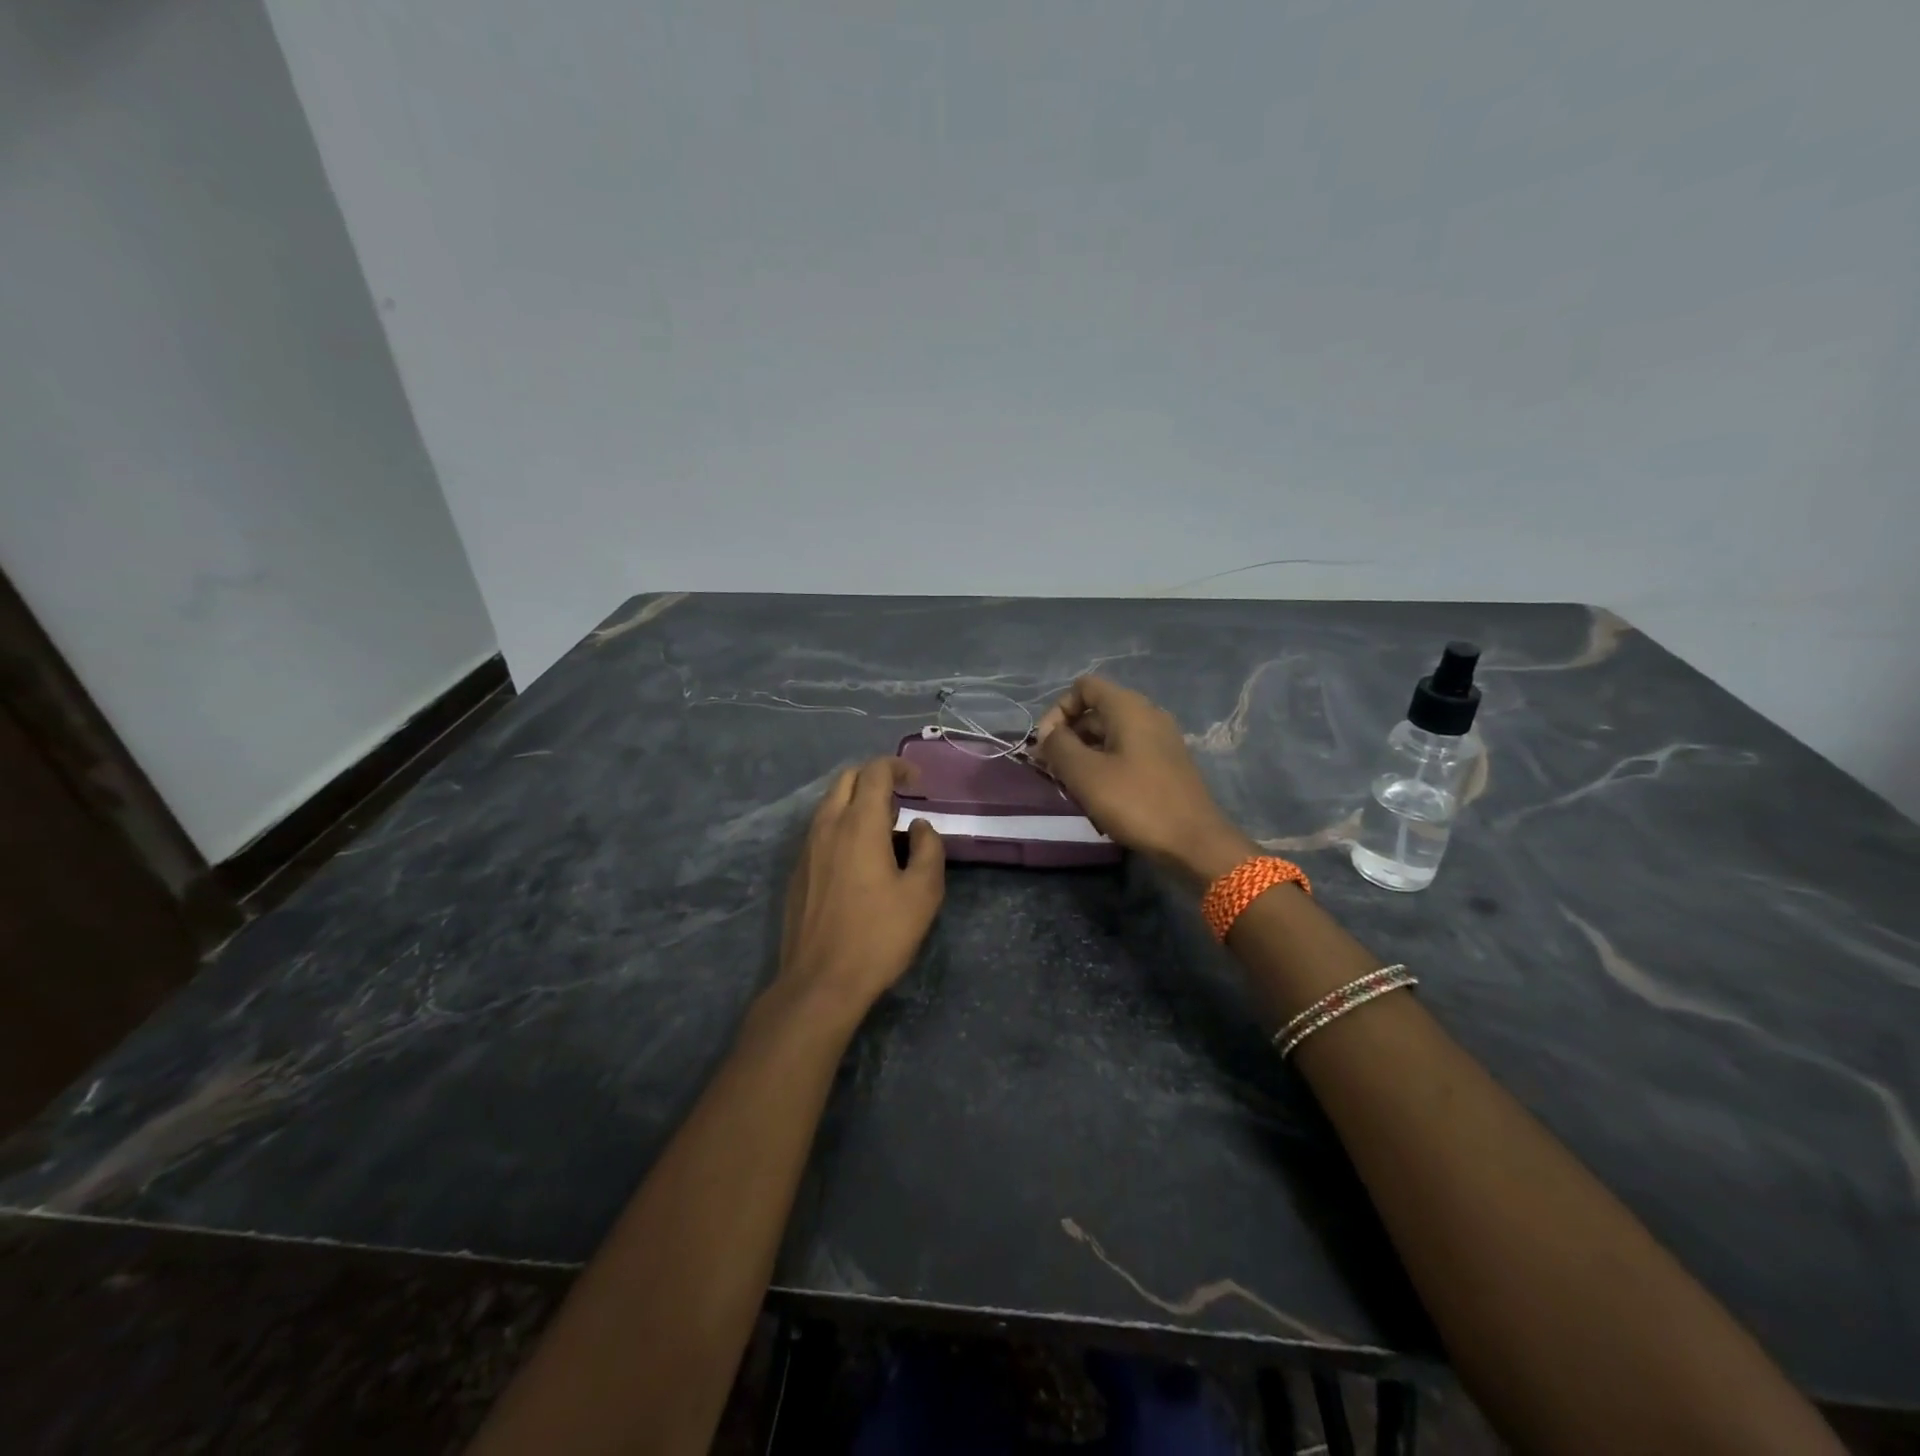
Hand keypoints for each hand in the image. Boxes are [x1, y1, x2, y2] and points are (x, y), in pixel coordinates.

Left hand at [776, 758, 945, 1018]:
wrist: (820, 981)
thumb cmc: (878, 936)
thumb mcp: (922, 894)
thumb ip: (928, 850)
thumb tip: (920, 827)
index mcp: (859, 824)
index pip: (874, 772)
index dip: (898, 767)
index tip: (918, 782)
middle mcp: (827, 826)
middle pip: (847, 779)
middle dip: (875, 778)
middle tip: (901, 801)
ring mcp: (807, 848)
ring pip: (830, 803)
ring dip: (857, 801)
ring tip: (884, 829)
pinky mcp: (798, 870)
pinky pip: (820, 829)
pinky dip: (842, 824)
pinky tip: (859, 857)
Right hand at [1034, 676, 1254, 882]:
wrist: (1194, 842)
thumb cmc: (1136, 802)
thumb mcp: (1085, 774)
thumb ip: (1058, 746)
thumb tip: (1047, 734)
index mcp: (1128, 707)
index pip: (1083, 687)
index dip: (1058, 710)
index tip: (1045, 745)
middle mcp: (1147, 714)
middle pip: (1095, 711)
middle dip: (1068, 736)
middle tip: (1051, 770)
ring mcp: (1160, 740)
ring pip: (1110, 734)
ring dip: (1084, 754)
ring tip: (1070, 786)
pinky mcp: (1166, 764)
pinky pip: (1126, 752)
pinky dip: (1105, 765)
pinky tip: (1097, 794)